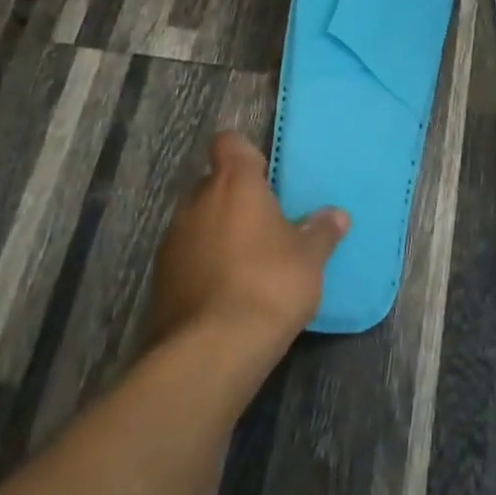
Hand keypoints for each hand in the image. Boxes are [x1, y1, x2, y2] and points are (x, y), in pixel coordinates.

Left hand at [148, 132, 348, 354]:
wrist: (211, 351)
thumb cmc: (269, 285)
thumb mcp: (309, 259)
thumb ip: (320, 231)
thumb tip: (336, 215)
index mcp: (234, 184)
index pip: (228, 143)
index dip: (243, 153)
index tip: (262, 173)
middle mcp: (197, 201)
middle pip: (212, 182)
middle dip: (232, 197)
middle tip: (262, 222)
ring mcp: (173, 240)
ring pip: (196, 220)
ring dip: (215, 231)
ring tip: (244, 260)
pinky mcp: (159, 278)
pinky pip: (185, 255)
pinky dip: (201, 263)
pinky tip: (223, 290)